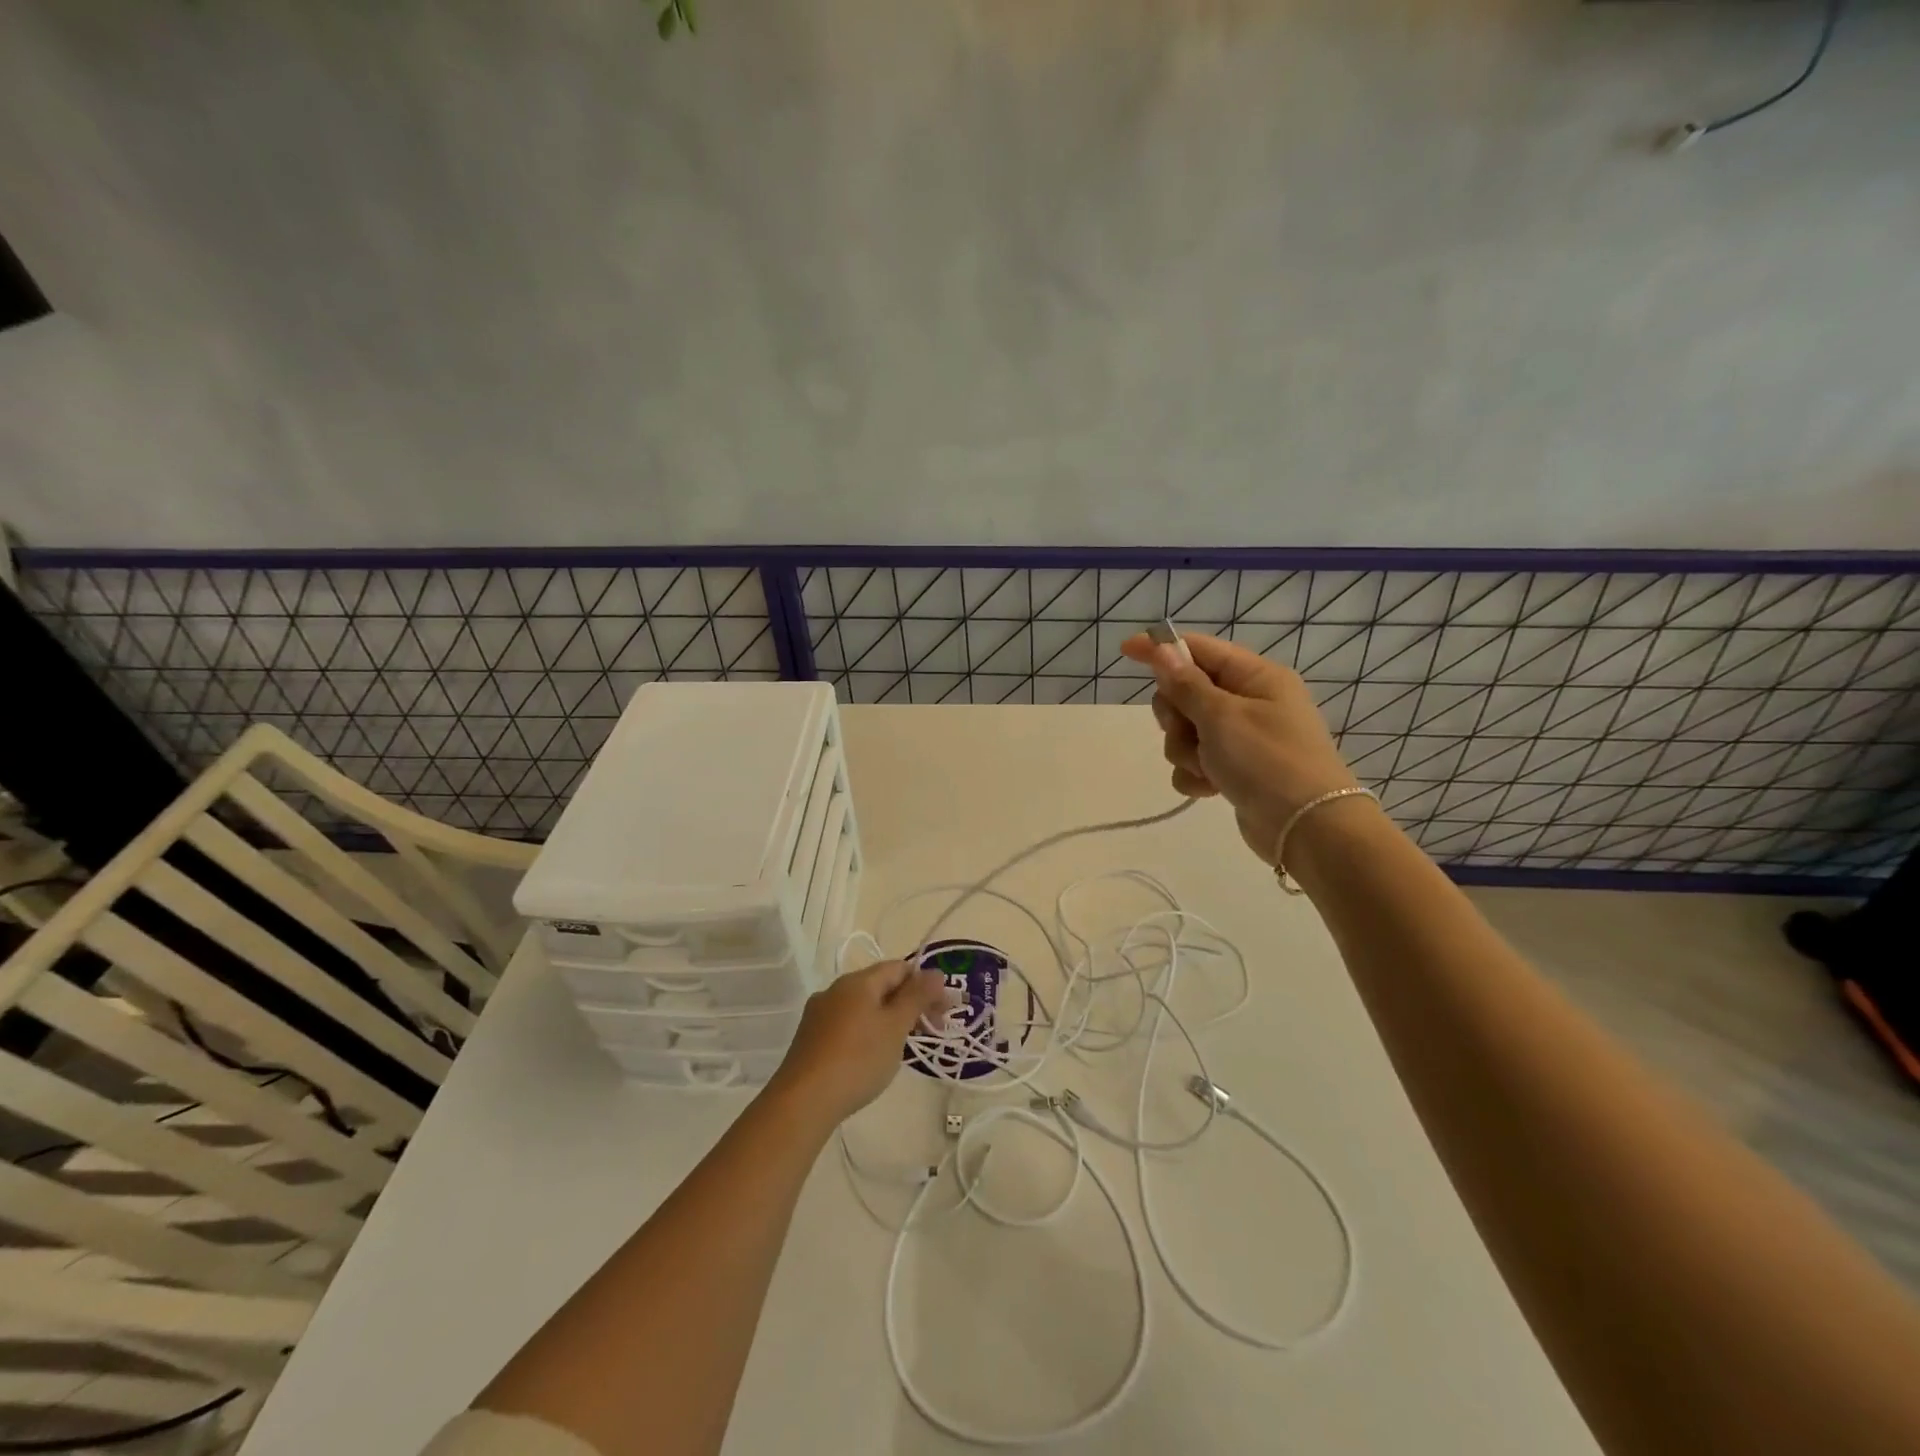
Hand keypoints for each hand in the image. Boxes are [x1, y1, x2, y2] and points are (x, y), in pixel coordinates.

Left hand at [766, 961, 950, 1126]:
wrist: (803, 1101)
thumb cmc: (858, 1059)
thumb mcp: (895, 1027)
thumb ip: (917, 997)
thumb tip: (936, 972)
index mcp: (858, 981)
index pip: (899, 967)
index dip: (925, 983)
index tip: (944, 1010)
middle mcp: (836, 989)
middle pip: (881, 986)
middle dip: (908, 1003)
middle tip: (930, 1029)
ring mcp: (820, 1014)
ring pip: (864, 1006)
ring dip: (888, 1019)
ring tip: (904, 1046)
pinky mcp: (810, 1038)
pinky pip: (848, 1024)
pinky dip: (867, 1032)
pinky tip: (872, 1057)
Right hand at [1120, 631, 1360, 864]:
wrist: (1307, 828)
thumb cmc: (1267, 761)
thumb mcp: (1221, 716)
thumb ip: (1186, 684)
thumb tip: (1163, 650)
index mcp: (1255, 677)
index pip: (1199, 650)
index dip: (1162, 649)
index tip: (1126, 650)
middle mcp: (1249, 702)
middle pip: (1186, 692)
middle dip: (1176, 715)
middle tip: (1186, 731)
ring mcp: (1242, 738)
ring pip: (1186, 731)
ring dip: (1185, 750)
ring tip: (1205, 768)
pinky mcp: (1235, 770)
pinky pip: (1196, 762)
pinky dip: (1196, 774)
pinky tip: (1209, 789)